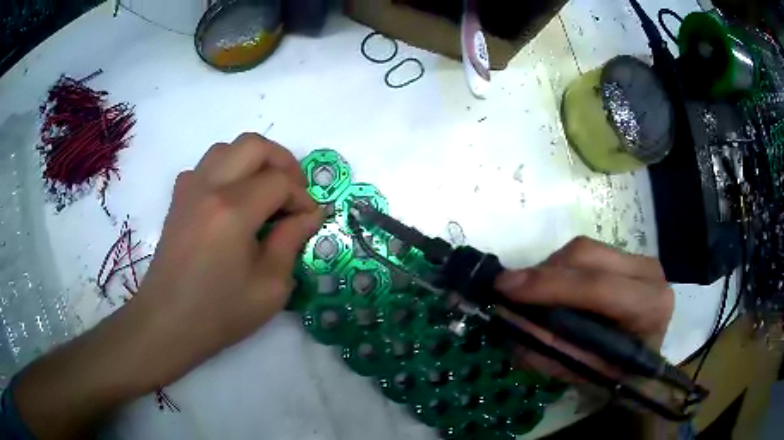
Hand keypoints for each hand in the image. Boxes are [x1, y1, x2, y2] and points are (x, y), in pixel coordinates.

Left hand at [133, 132, 323, 384]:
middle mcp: (209, 187)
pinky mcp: (178, 198)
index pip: (280, 181)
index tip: (309, 219)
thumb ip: (291, 241)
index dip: (302, 197)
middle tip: (293, 192)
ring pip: (228, 148)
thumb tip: (309, 214)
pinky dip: (226, 171)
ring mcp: (189, 188)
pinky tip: (231, 199)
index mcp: (233, 211)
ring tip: (264, 191)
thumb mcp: (270, 287)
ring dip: (253, 161)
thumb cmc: (220, 312)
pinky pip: (205, 165)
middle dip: (283, 162)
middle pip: (254, 145)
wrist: (169, 322)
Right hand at [494, 236, 673, 379]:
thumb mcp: (584, 373)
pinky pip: (586, 253)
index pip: (597, 287)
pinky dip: (561, 269)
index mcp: (649, 306)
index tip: (505, 288)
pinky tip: (551, 289)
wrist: (645, 366)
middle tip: (508, 291)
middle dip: (543, 273)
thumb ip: (550, 349)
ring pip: (584, 249)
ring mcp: (640, 260)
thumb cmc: (618, 377)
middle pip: (587, 255)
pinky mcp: (628, 257)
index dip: (549, 286)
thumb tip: (510, 322)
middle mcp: (649, 273)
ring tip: (531, 295)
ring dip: (549, 270)